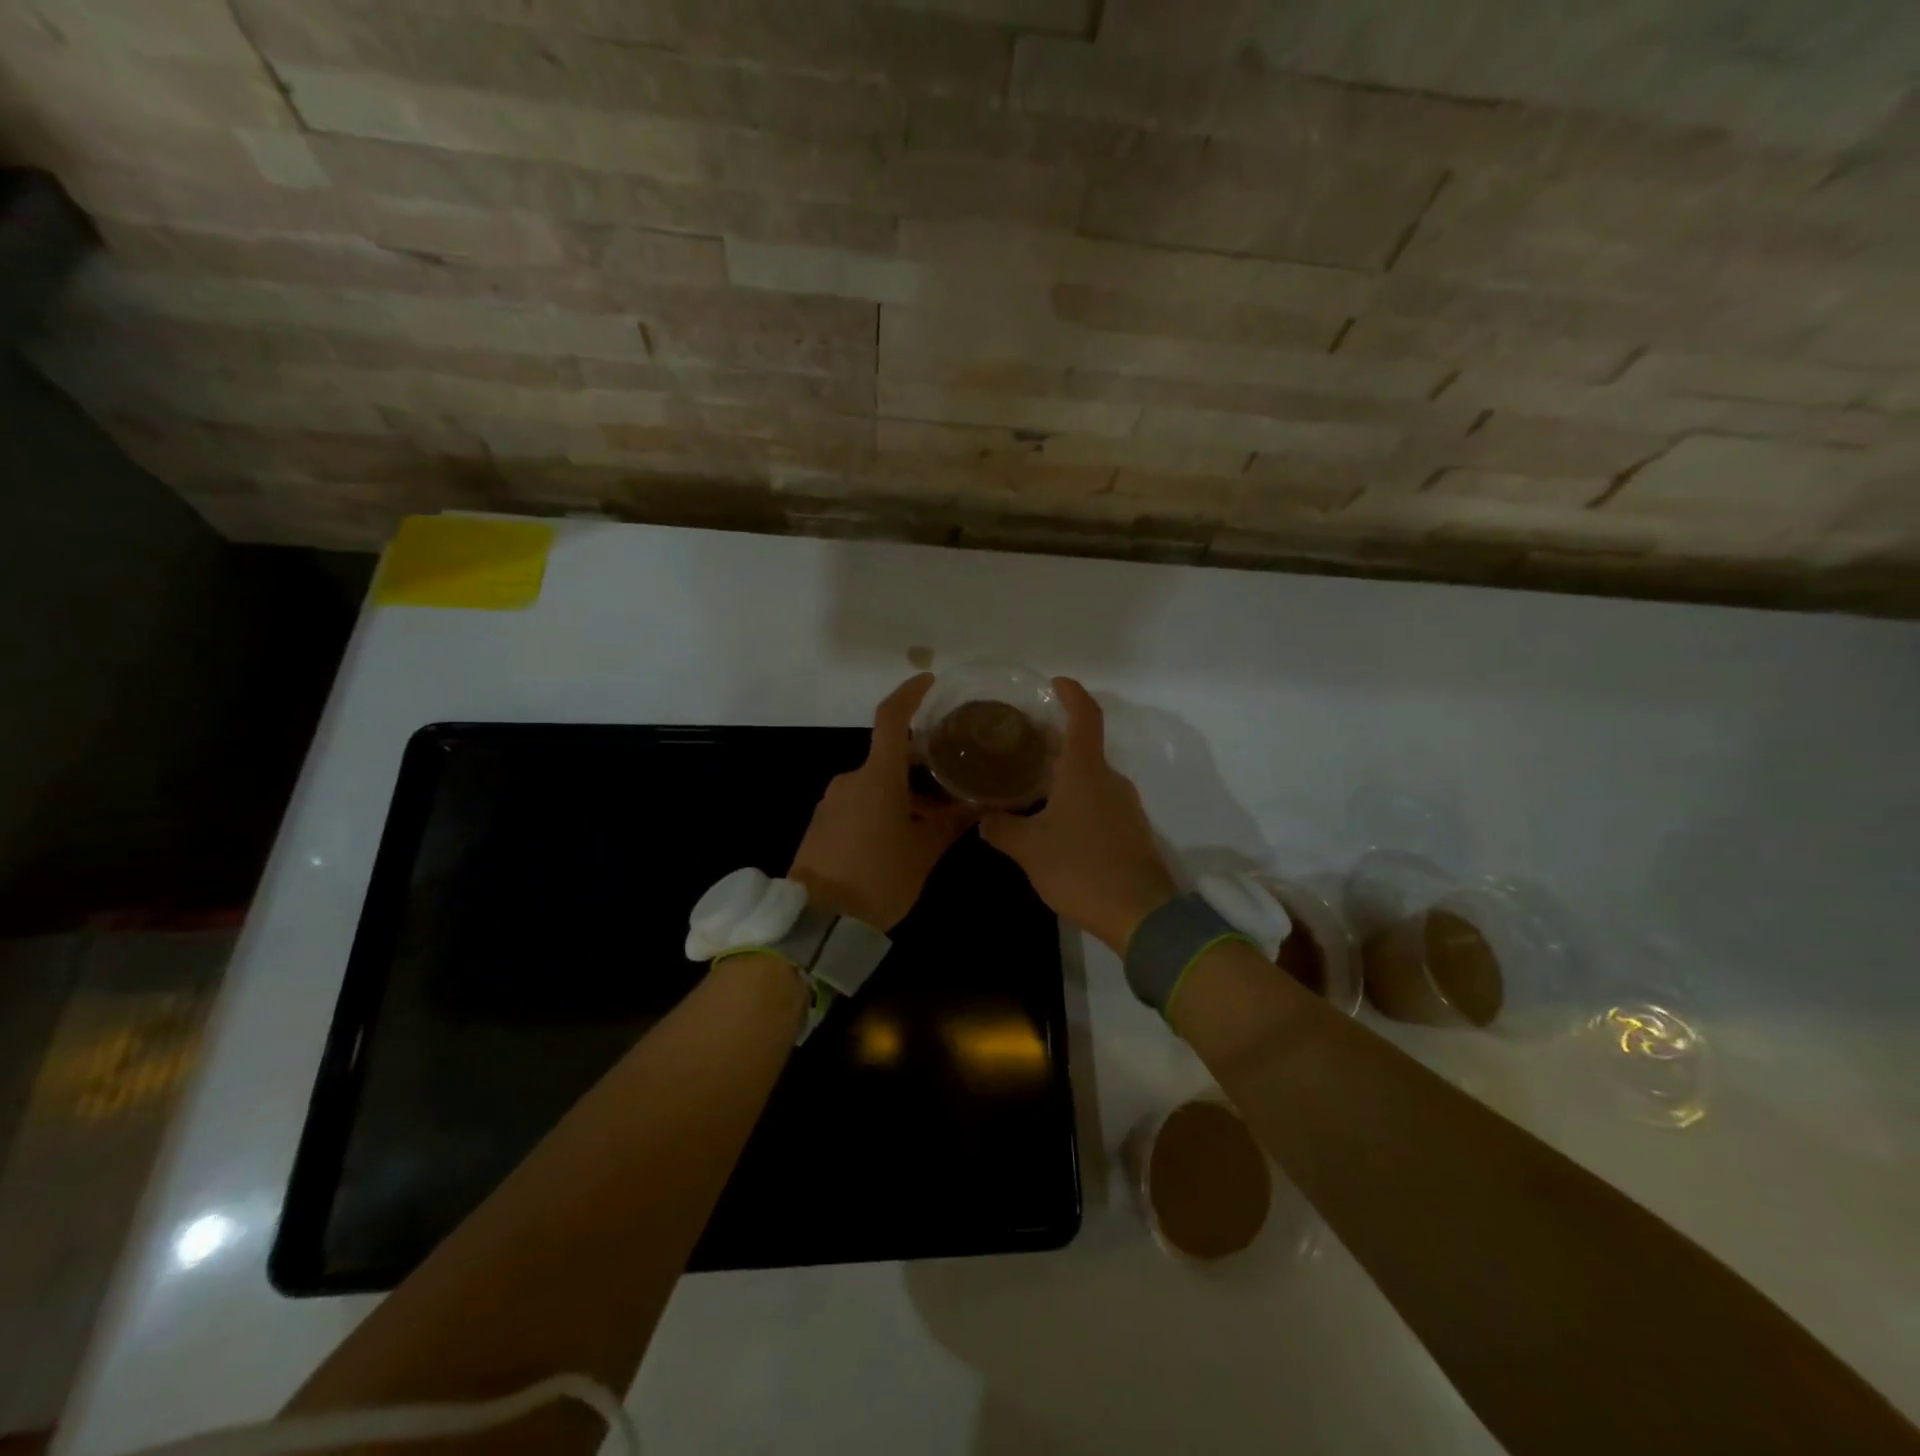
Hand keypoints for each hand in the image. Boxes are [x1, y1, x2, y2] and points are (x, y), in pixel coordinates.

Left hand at [789, 674, 975, 931]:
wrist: (817, 920)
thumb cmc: (879, 879)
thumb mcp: (924, 853)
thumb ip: (952, 823)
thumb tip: (980, 805)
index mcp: (878, 777)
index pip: (892, 718)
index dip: (910, 694)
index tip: (929, 681)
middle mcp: (851, 779)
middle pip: (889, 756)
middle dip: (920, 766)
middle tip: (951, 783)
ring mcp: (832, 800)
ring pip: (875, 782)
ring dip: (902, 792)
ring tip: (931, 819)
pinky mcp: (822, 822)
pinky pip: (858, 801)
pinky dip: (881, 807)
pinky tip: (899, 836)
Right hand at [979, 678, 1177, 953]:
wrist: (1140, 914)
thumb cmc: (1080, 867)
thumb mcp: (1028, 848)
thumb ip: (1001, 828)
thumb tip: (984, 817)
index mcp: (1085, 770)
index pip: (1084, 716)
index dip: (1071, 694)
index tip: (1055, 683)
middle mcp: (1110, 779)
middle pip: (1084, 748)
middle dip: (1054, 744)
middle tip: (1021, 748)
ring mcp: (1126, 805)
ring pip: (1091, 779)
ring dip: (1064, 778)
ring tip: (1031, 789)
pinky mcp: (1132, 831)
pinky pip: (1100, 803)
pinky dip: (1077, 802)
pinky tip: (1055, 824)